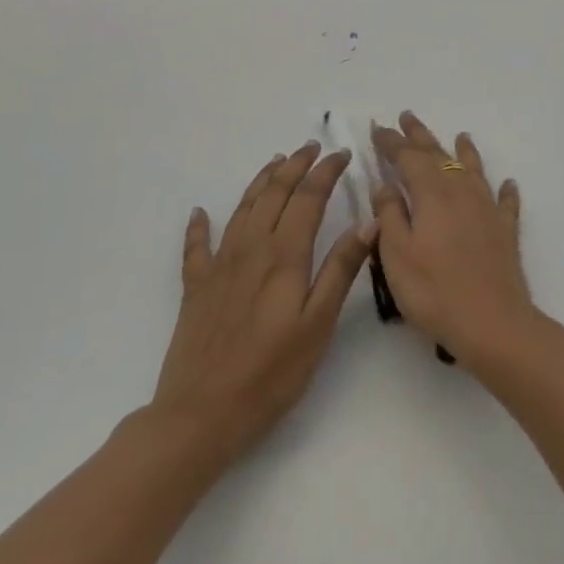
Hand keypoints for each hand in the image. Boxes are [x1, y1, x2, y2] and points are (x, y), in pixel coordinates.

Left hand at [146, 142, 372, 472]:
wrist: (200, 415)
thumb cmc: (271, 374)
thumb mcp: (318, 325)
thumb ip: (340, 270)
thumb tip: (367, 221)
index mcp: (284, 256)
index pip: (308, 198)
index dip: (326, 172)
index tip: (342, 154)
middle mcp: (250, 250)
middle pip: (274, 194)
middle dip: (295, 166)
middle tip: (313, 148)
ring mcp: (219, 266)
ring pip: (242, 209)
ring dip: (261, 181)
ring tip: (276, 162)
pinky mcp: (196, 288)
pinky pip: (196, 246)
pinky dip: (199, 225)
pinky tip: (200, 213)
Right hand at [369, 113, 537, 364]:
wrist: (492, 321)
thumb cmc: (434, 290)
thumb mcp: (396, 254)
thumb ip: (389, 214)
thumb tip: (386, 184)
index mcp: (432, 194)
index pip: (408, 158)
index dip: (391, 142)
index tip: (378, 128)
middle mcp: (461, 192)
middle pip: (439, 155)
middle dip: (421, 136)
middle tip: (407, 116)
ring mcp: (487, 209)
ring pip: (473, 170)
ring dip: (464, 151)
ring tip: (460, 135)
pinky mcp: (505, 231)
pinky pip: (505, 202)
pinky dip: (505, 190)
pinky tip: (509, 184)